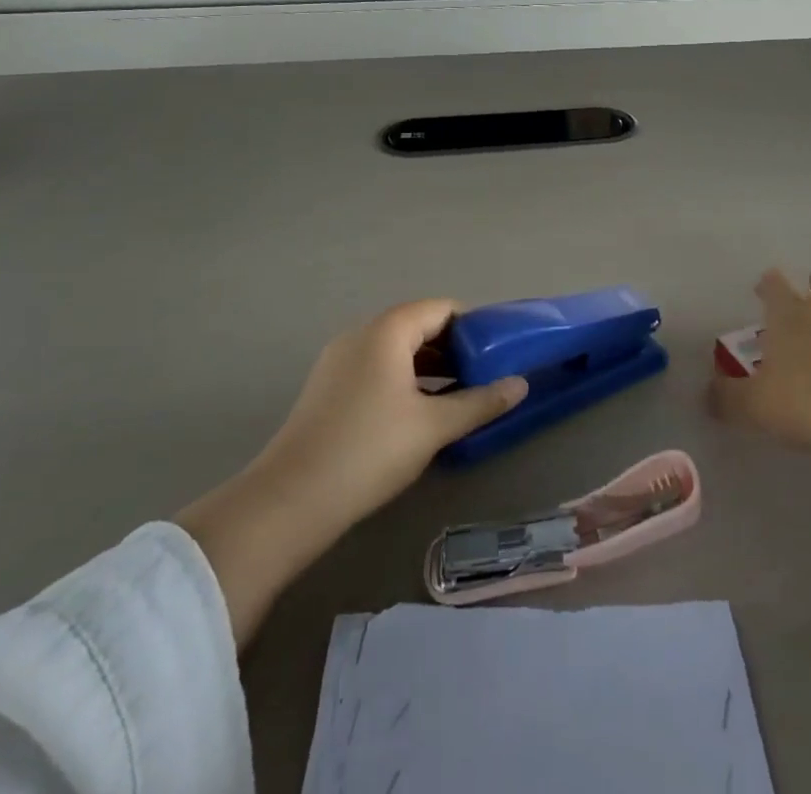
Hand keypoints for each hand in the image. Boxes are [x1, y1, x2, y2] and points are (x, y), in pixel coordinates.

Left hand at [176, 299, 525, 642]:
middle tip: (485, 375)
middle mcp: (361, 334)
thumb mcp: (434, 426)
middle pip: (418, 326)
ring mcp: (339, 360)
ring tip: (460, 394)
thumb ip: (480, 402)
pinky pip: (376, 368)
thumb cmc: (369, 450)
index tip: (499, 350)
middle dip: (454, 348)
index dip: (474, 325)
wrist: (289, 501)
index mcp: (387, 330)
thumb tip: (521, 385)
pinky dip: (404, 380)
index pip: (441, 309)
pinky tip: (420, 412)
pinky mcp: (328, 388)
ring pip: (396, 350)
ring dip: (429, 366)